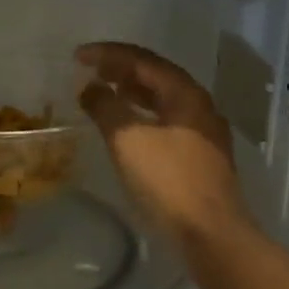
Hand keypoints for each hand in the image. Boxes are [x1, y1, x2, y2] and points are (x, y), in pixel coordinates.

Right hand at [76, 42, 250, 245]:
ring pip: (162, 100)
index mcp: (185, 93)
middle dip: (121, 70)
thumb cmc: (168, 181)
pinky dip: (141, 116)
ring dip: (132, 93)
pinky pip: (166, 122)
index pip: (143, 59)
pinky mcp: (200, 158)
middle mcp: (199, 106)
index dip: (107, 53)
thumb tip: (89, 87)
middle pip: (156, 76)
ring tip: (105, 92)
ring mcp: (203, 133)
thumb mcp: (128, 139)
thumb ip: (105, 107)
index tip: (77, 56)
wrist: (211, 234)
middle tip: (90, 71)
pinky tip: (127, 129)